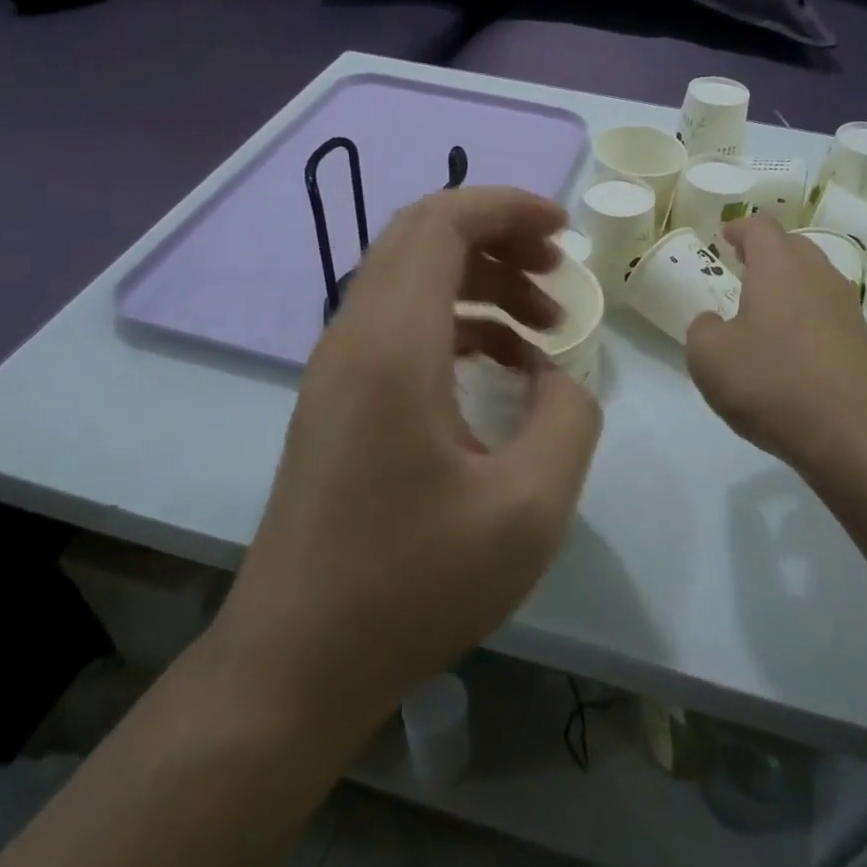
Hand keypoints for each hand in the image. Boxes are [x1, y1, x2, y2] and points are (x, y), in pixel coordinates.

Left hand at [208, 187, 602, 736]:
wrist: (298, 660)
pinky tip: (501, 370)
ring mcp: (336, 368)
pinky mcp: (336, 400)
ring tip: (544, 326)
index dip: (507, 207)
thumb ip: (568, 419)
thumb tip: (557, 377)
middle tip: (557, 271)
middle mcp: (354, 337)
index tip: (565, 231)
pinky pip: (399, 326)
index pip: (442, 222)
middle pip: (421, 237)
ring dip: (480, 282)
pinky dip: (456, 324)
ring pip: (410, 279)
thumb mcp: (528, 509)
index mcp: (393, 344)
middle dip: (498, 236)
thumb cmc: (412, 584)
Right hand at [686, 216, 866, 484]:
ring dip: (789, 284)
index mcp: (780, 268)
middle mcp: (819, 277)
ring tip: (764, 308)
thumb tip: (714, 322)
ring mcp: (847, 309)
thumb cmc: (772, 383)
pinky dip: (806, 316)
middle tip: (743, 267)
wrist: (854, 436)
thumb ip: (702, 329)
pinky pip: (828, 313)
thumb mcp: (709, 358)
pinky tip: (791, 346)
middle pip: (794, 246)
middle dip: (767, 252)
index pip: (761, 228)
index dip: (740, 228)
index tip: (725, 237)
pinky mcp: (864, 342)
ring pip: (815, 279)